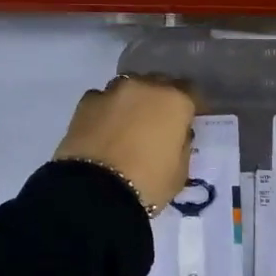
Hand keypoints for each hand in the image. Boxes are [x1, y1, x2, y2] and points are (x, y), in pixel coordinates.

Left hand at [54, 75, 195, 214]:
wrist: (95, 192)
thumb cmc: (148, 183)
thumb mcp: (180, 172)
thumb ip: (181, 145)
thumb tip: (175, 135)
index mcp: (175, 101)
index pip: (190, 92)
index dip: (188, 108)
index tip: (186, 122)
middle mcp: (145, 86)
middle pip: (158, 84)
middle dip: (159, 100)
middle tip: (156, 123)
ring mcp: (113, 92)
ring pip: (128, 88)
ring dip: (131, 102)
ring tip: (126, 125)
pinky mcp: (86, 102)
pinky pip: (102, 100)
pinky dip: (105, 111)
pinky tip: (103, 130)